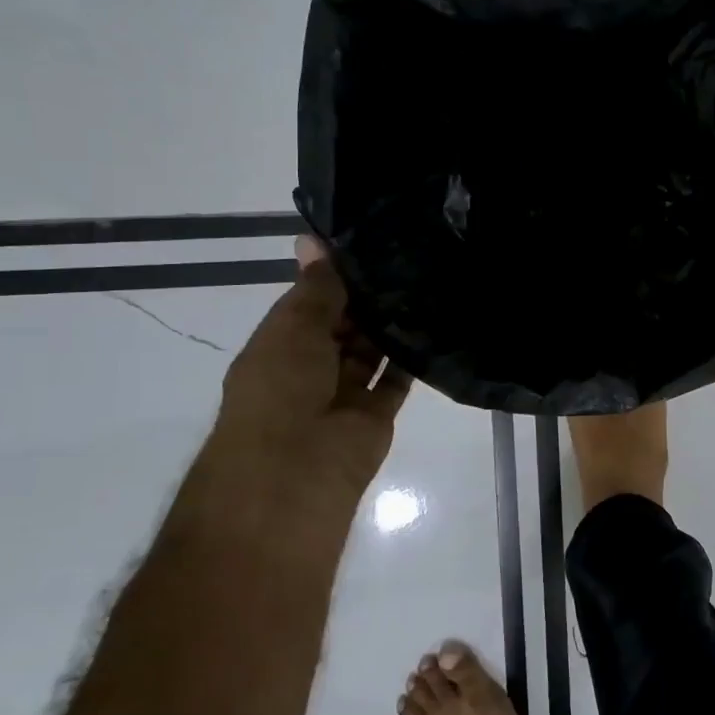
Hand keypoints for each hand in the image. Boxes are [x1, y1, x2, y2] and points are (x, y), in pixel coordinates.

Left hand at [213, 238, 412, 505]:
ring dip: (391, 324)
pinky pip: (395, 379)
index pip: (312, 299)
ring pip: (371, 350)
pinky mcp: (376, 415)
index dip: (337, 273)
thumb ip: (315, 289)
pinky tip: (435, 323)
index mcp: (280, 344)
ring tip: (428, 280)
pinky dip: (411, 357)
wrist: (294, 475)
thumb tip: (312, 238)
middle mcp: (311, 365)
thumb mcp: (293, 329)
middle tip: (411, 254)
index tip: (374, 239)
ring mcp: (344, 392)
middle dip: (369, 296)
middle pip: (344, 323)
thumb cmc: (280, 391)